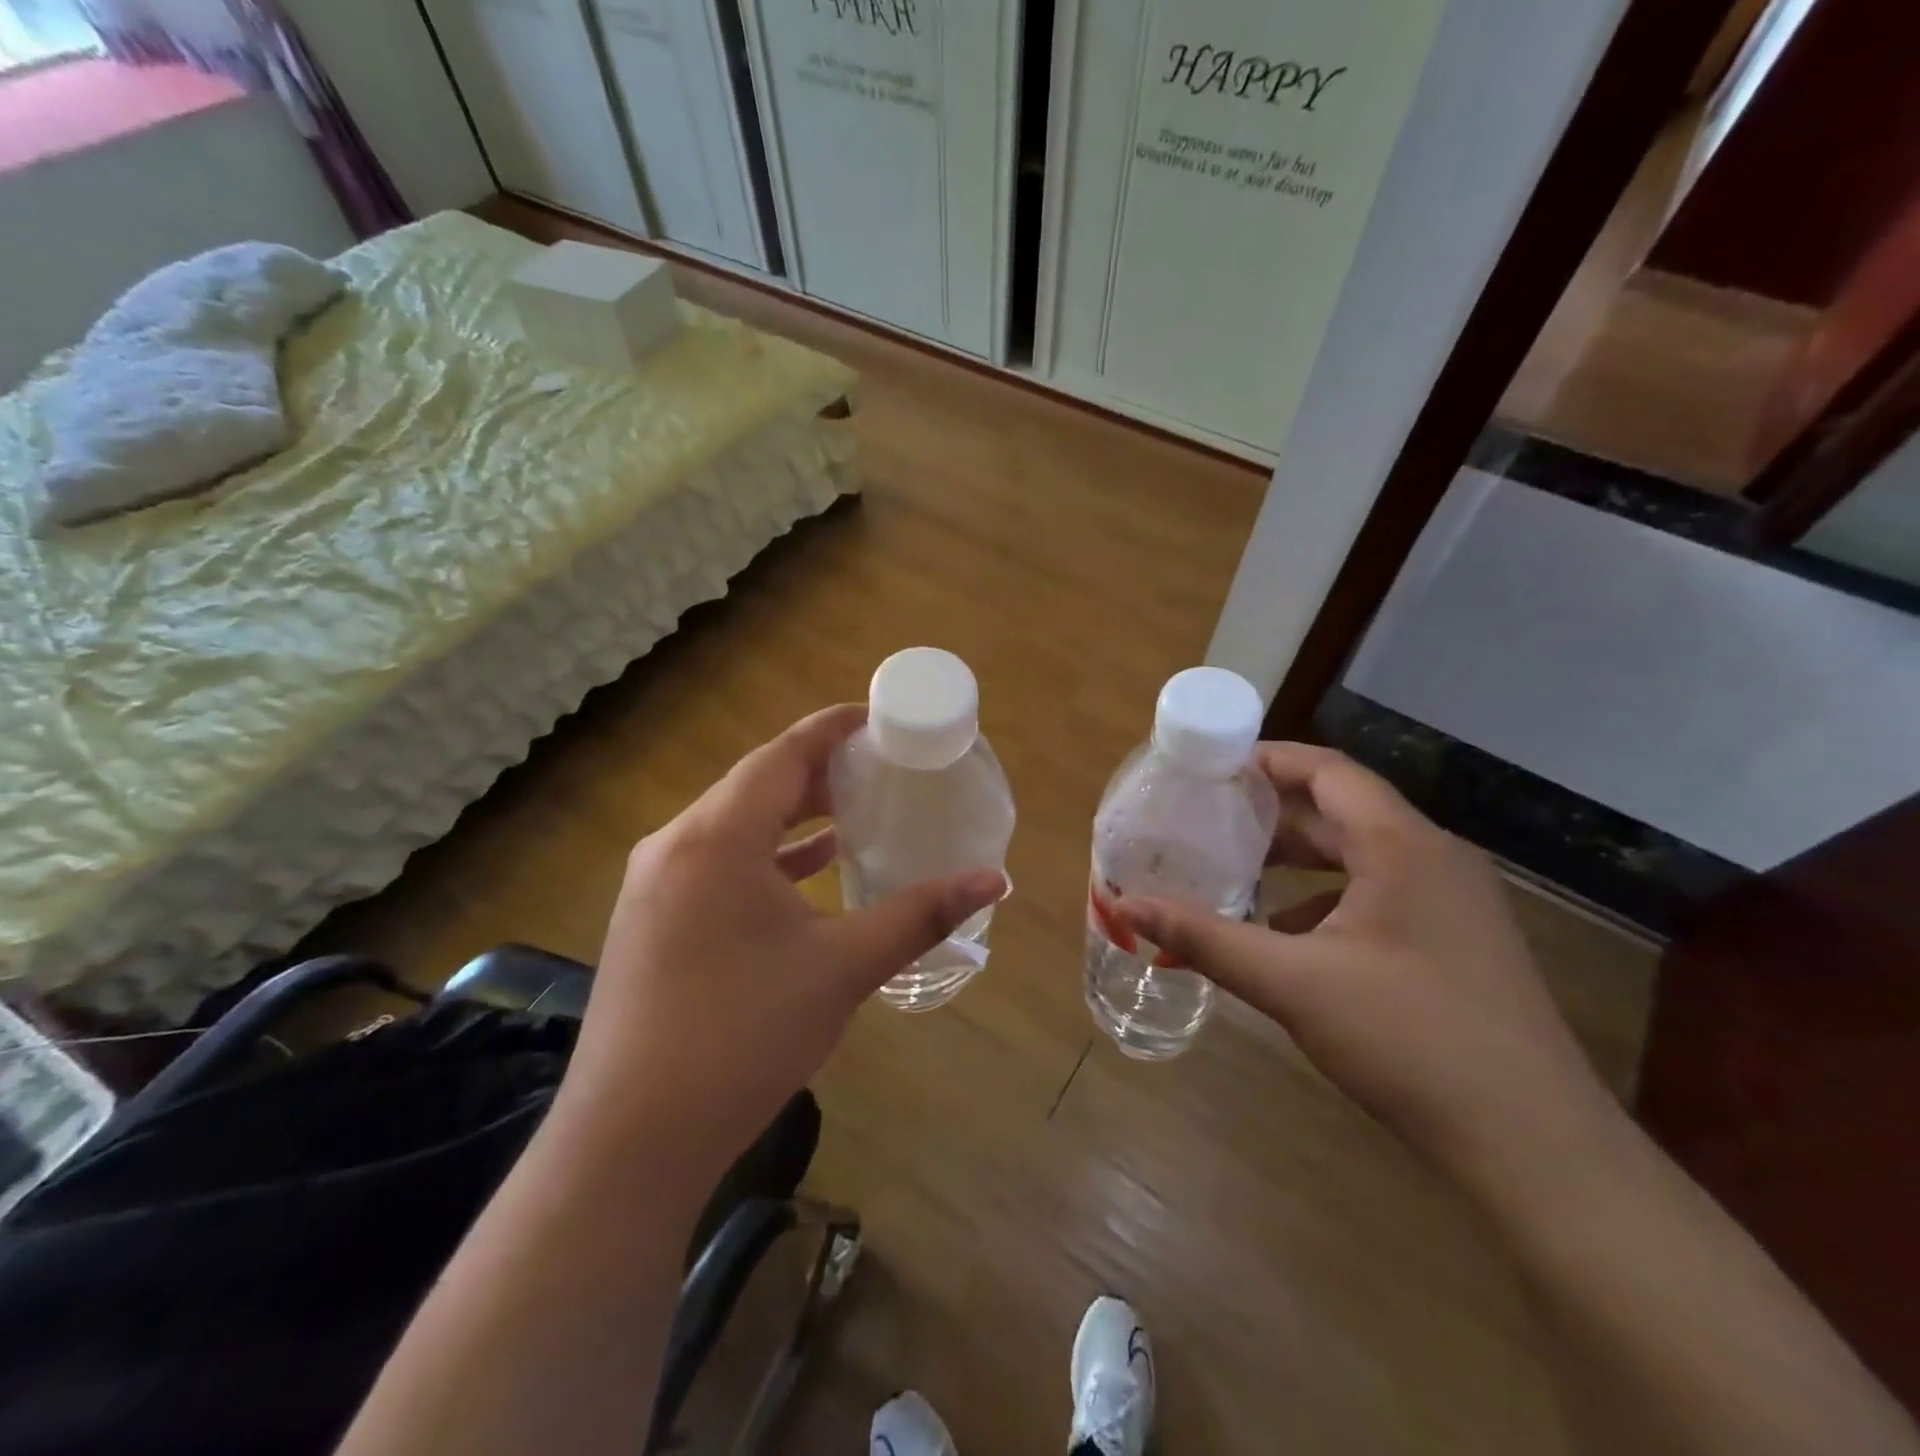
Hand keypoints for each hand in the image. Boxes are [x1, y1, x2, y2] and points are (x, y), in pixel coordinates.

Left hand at [559, 705, 1005, 1192]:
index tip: (877, 719)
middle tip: (876, 769)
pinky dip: (764, 857)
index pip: (781, 756)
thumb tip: (995, 881)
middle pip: (754, 785)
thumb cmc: (742, 1036)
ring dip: (790, 816)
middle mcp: (675, 845)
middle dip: (816, 772)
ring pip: (732, 825)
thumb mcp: (843, 968)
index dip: (831, 730)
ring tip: (850, 812)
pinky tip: (805, 872)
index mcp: (717, 838)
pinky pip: (715, 863)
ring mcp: (654, 885)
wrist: (631, 1140)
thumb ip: (920, 915)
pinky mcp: (648, 921)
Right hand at [1116, 743, 1619, 1187]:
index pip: (1328, 770)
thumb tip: (1124, 905)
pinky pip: (1381, 894)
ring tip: (1237, 871)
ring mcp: (1454, 901)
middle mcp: (1435, 858)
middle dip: (1272, 813)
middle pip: (1342, 810)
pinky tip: (1288, 936)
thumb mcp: (1292, 983)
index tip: (1210, 769)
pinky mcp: (1458, 941)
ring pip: (1361, 855)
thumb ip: (1204, 937)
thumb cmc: (1409, 1040)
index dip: (1268, 760)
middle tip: (1208, 819)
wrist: (1534, 1145)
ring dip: (1299, 858)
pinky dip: (1327, 898)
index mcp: (1402, 846)